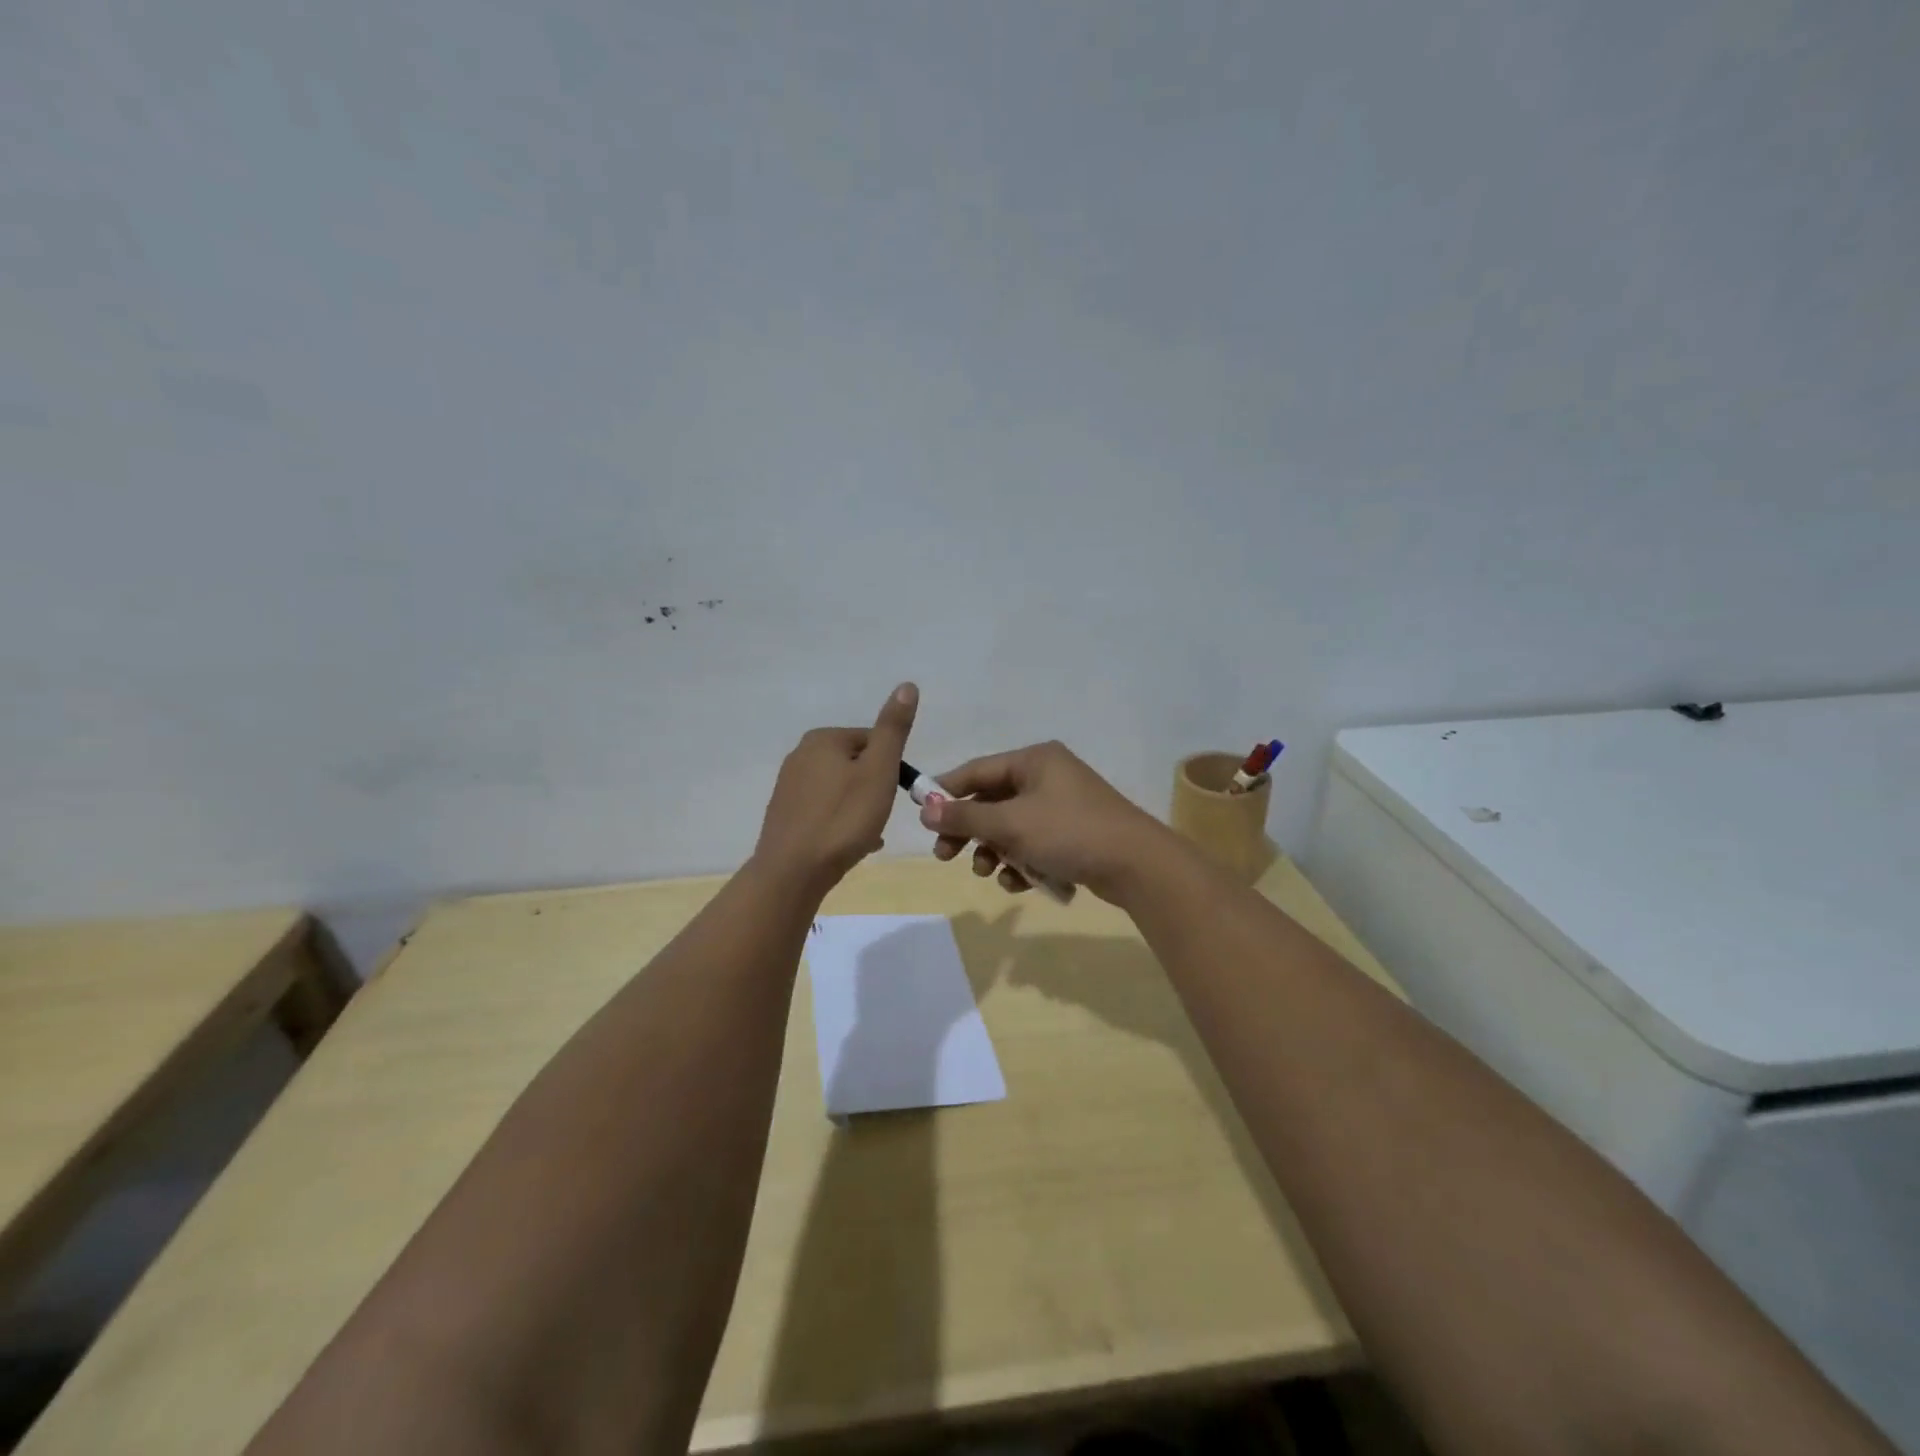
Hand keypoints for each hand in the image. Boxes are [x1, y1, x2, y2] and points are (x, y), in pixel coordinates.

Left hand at [753, 683, 917, 892]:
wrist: (793, 871)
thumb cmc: (843, 818)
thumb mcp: (879, 770)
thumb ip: (893, 729)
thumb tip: (907, 685)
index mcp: (823, 738)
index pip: (872, 740)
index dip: (891, 767)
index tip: (896, 794)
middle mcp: (800, 755)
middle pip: (855, 764)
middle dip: (874, 787)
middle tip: (882, 815)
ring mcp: (788, 786)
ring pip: (840, 789)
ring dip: (860, 806)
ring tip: (869, 833)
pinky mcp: (784, 814)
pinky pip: (824, 810)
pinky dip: (841, 821)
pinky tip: (851, 845)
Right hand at [919, 741, 1176, 904]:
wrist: (1137, 865)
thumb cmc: (1069, 832)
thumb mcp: (1010, 824)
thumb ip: (966, 817)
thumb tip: (925, 810)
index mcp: (1034, 760)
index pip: (977, 770)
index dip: (946, 793)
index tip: (922, 817)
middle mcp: (1047, 776)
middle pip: (992, 800)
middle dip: (969, 831)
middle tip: (945, 856)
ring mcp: (1062, 806)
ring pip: (1011, 827)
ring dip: (994, 851)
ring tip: (989, 873)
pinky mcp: (1073, 834)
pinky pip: (1033, 844)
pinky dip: (1021, 862)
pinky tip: (1018, 883)